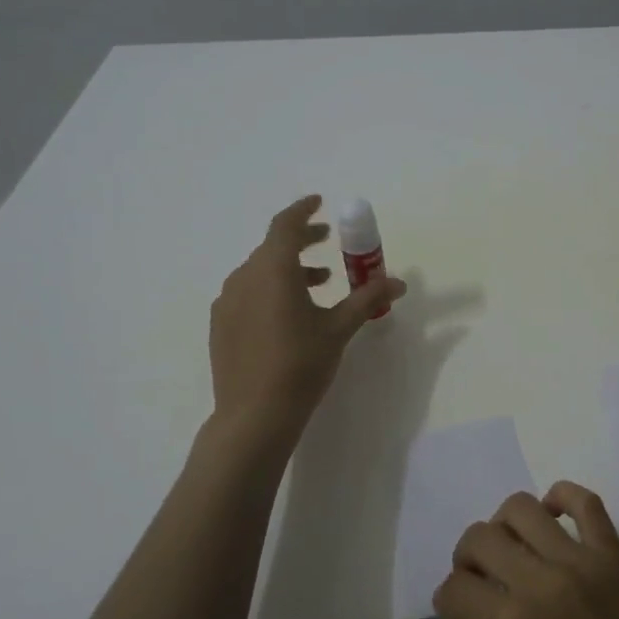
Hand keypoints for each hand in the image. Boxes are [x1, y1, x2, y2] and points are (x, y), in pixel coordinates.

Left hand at [208, 195, 405, 437]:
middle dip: (302, 241)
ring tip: (319, 284)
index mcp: (273, 271)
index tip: (318, 204)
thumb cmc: (301, 364)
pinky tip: (289, 314)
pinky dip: (270, 289)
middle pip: (273, 247)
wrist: (254, 415)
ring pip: (260, 271)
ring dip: (289, 269)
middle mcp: (244, 278)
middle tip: (328, 242)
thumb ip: (368, 300)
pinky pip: (248, 293)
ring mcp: (227, 302)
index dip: (302, 211)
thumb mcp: (339, 329)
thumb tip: (397, 283)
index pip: (284, 225)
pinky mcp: (221, 325)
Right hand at [434, 481, 618, 618]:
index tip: (463, 607)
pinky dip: (562, 496)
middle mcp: (538, 585)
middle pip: (479, 538)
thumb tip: (459, 604)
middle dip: (468, 557)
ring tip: (516, 548)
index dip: (452, 598)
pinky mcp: (613, 554)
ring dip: (505, 525)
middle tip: (484, 576)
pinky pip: (585, 501)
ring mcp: (579, 563)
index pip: (454, 587)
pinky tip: (553, 516)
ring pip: (521, 507)